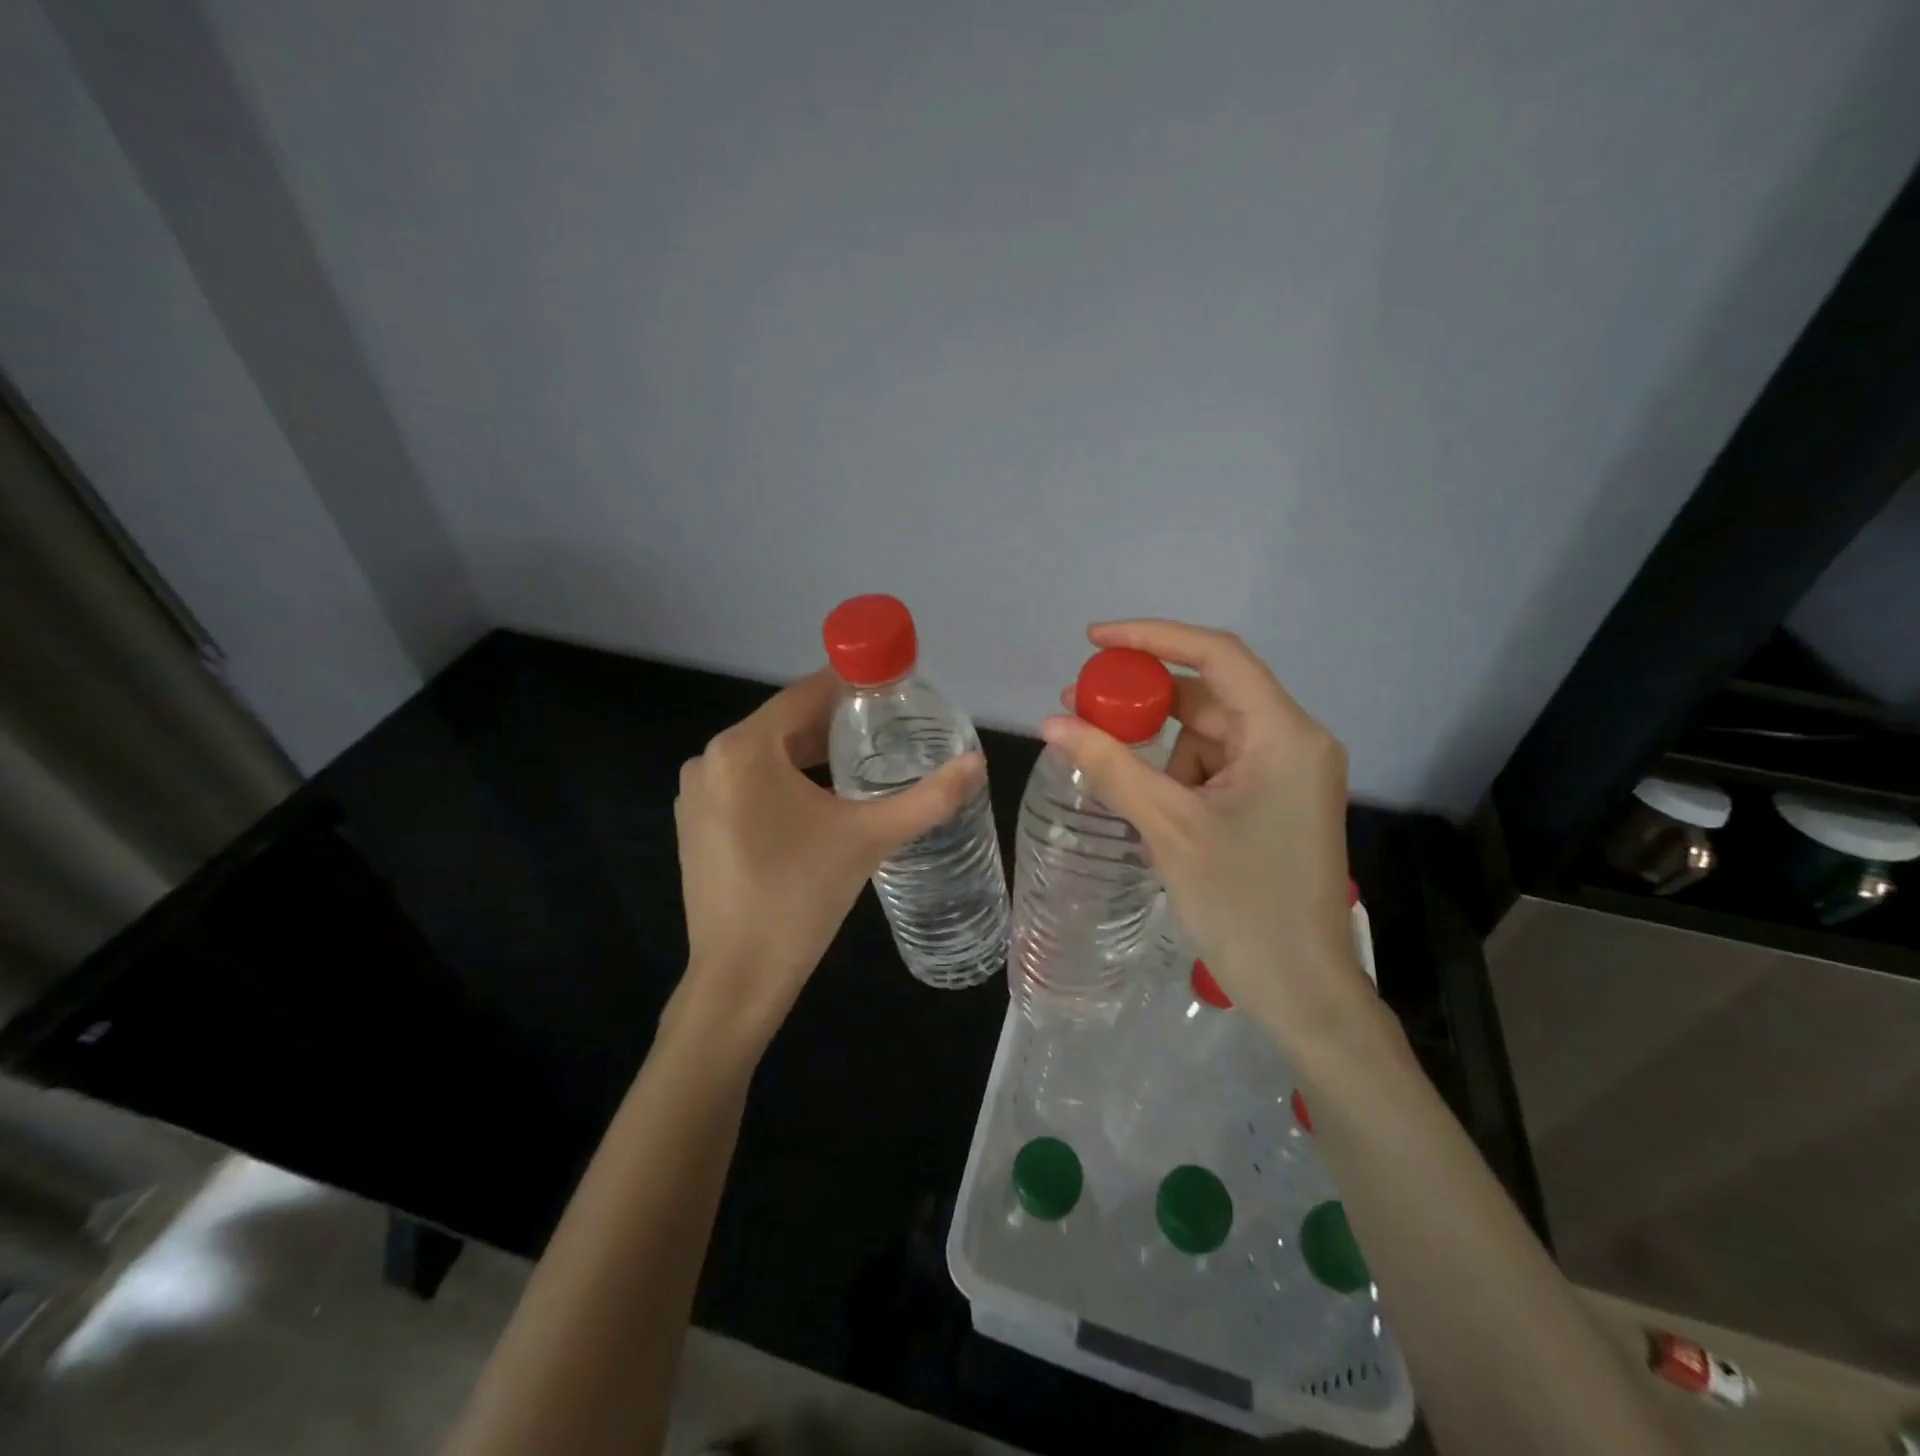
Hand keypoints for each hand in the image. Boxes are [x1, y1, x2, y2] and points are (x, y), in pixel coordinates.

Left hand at [673, 668, 985, 1043]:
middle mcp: (710, 759)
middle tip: (889, 729)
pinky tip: (818, 803)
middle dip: (835, 724)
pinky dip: (783, 782)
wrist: (739, 978)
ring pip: (766, 755)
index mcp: (744, 749)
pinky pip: (747, 783)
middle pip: (785, 724)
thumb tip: (978, 763)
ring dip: (810, 754)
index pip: (805, 695)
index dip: (851, 685)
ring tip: (862, 764)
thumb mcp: (870, 838)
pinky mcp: (696, 824)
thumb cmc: (801, 897)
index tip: (892, 686)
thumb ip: (929, 798)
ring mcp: (697, 794)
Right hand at [1043, 621, 1366, 1044]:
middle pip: (1209, 696)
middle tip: (1083, 705)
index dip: (1153, 637)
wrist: (1302, 992)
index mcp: (1283, 735)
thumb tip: (1051, 724)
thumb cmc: (1242, 905)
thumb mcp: (1168, 827)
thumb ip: (1110, 766)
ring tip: (1115, 776)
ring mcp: (1287, 774)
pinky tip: (1150, 805)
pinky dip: (1178, 775)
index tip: (1095, 641)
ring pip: (1208, 735)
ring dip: (1159, 748)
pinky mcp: (1276, 802)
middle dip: (1145, 701)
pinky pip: (1217, 767)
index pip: (1216, 656)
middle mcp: (1294, 742)